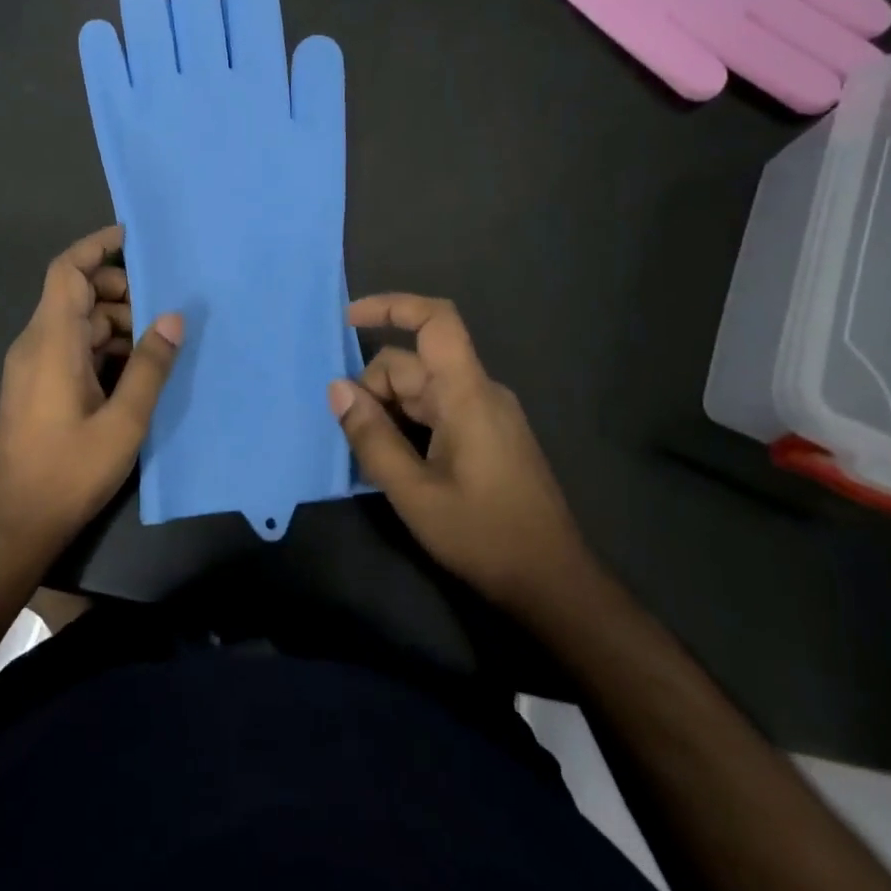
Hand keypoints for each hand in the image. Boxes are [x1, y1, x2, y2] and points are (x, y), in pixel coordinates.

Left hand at [0, 225, 182, 556]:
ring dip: (116, 323)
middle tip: (163, 308)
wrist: (16, 522)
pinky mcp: (37, 384)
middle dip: (120, 292)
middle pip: (77, 294)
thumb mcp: (123, 421)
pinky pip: (72, 346)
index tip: (133, 236)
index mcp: (51, 341)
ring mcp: (34, 364)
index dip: (98, 246)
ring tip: (158, 343)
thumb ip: (150, 366)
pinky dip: (103, 346)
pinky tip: (136, 369)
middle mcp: (36, 343)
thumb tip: (173, 317)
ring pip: (78, 322)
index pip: (68, 271)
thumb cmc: (69, 471)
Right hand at [328, 294, 591, 618]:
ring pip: (422, 389)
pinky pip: (438, 410)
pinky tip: (397, 461)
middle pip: (414, 363)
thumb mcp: (414, 493)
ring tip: (372, 458)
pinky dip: (408, 424)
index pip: (435, 322)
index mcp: (468, 394)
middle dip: (374, 389)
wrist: (554, 584)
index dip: (391, 307)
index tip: (348, 319)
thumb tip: (336, 389)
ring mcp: (487, 414)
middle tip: (354, 438)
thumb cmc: (484, 536)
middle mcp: (480, 392)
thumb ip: (372, 438)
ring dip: (389, 411)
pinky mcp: (489, 435)